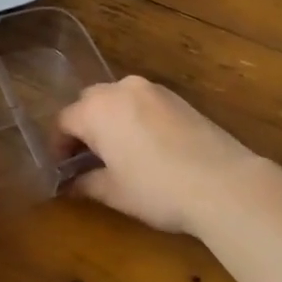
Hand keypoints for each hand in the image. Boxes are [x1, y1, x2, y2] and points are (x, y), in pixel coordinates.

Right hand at [56, 76, 270, 237]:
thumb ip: (86, 183)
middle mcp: (121, 89)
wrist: (222, 182)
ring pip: (118, 99)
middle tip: (87, 159)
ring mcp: (152, 89)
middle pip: (89, 102)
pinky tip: (147, 146)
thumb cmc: (157, 189)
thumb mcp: (115, 192)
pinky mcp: (177, 97)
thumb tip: (69, 185)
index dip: (59, 146)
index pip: (64, 120)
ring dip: (110, 120)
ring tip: (118, 152)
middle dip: (84, 127)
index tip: (62, 169)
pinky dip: (135, 118)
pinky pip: (143, 102)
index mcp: (98, 109)